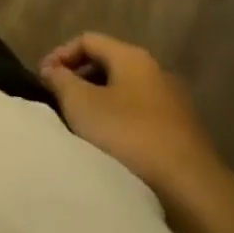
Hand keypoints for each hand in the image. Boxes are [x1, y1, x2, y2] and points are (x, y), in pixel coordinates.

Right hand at [39, 33, 227, 203]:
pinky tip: (109, 147)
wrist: (191, 192)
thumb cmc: (128, 136)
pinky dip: (119, 124)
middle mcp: (156, 72)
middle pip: (107, 65)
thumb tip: (52, 70)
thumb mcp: (81, 103)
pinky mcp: (182, 136)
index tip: (42, 79)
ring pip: (124, 94)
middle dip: (79, 79)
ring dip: (98, 104)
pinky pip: (140, 118)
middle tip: (58, 101)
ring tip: (80, 126)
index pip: (87, 40)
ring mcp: (173, 105)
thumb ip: (60, 80)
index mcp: (132, 57)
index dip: (60, 54)